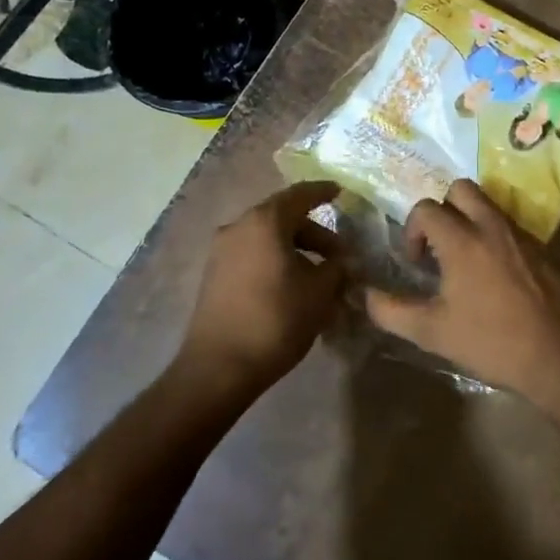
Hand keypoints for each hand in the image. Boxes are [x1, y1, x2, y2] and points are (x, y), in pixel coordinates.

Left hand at [181, 181, 344, 396]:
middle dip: (314, 232)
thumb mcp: (319, 293)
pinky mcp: (214, 275)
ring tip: (318, 276)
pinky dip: (275, 261)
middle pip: (282, 217)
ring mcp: (221, 251)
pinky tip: (292, 286)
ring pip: (266, 238)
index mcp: (264, 222)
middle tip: (338, 254)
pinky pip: (252, 255)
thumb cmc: (276, 320)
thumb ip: (337, 268)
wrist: (219, 367)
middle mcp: (238, 227)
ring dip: (294, 249)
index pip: (300, 194)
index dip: (323, 192)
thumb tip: (344, 261)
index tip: (341, 193)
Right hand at [365, 180, 559, 401]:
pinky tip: (496, 277)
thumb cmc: (492, 342)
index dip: (412, 230)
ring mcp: (522, 235)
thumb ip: (392, 311)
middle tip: (440, 245)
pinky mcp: (544, 250)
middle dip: (443, 208)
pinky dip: (495, 238)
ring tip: (466, 261)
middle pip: (461, 189)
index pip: (426, 208)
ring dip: (470, 220)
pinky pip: (511, 227)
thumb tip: (365, 295)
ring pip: (489, 205)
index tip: (416, 263)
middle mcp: (492, 226)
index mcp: (463, 240)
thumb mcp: (432, 333)